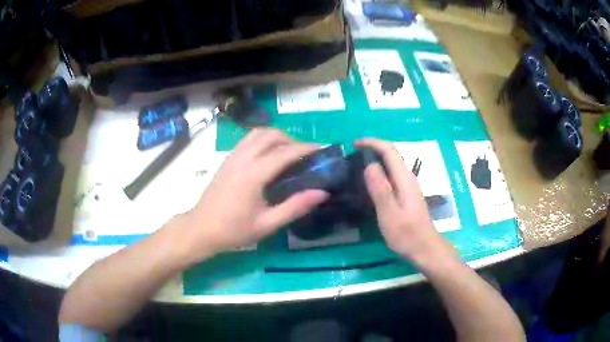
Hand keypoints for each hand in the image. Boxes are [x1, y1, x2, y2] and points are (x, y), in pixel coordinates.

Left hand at [178, 129, 327, 261]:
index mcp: (253, 174)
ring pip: (258, 133)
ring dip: (276, 137)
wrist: (201, 228)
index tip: (322, 149)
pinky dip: (263, 140)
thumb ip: (295, 207)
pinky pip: (248, 139)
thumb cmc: (233, 230)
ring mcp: (233, 156)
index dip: (306, 148)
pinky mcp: (227, 159)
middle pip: (271, 135)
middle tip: (304, 155)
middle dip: (292, 139)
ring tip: (288, 153)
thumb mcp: (267, 224)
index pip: (285, 152)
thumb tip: (322, 193)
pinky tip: (268, 156)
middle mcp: (243, 158)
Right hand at [355, 139, 456, 265]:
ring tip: (355, 167)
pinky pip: (391, 175)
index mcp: (404, 179)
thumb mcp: (390, 214)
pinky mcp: (407, 195)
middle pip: (391, 154)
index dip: (372, 142)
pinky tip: (369, 184)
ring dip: (375, 159)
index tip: (353, 145)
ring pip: (391, 164)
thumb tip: (369, 165)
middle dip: (372, 148)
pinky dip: (379, 172)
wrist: (425, 249)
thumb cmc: (407, 234)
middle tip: (351, 156)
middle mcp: (408, 178)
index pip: (389, 150)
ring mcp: (408, 186)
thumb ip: (381, 190)